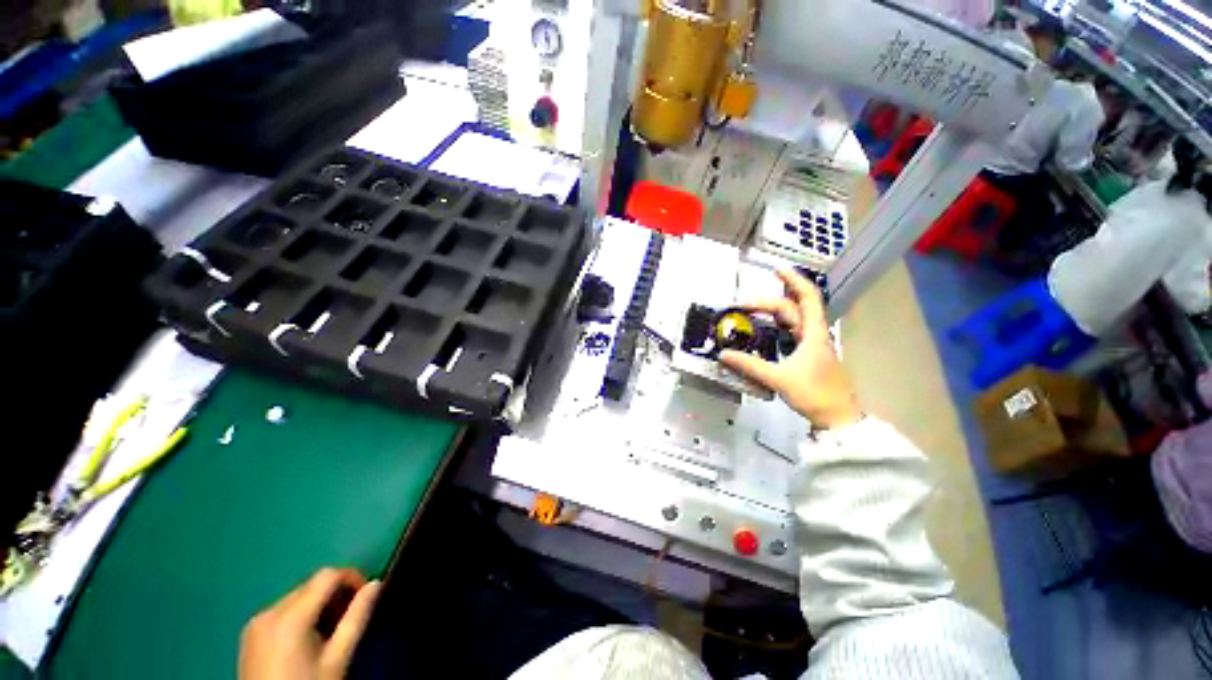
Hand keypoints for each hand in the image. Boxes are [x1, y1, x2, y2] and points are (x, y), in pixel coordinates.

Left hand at [239, 568, 380, 679]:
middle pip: (311, 586)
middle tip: (349, 619)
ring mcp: (255, 623)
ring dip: (318, 606)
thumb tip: (376, 584)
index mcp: (290, 616)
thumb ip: (356, 618)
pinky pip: (282, 611)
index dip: (352, 577)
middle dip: (335, 595)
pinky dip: (300, 616)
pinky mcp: (250, 634)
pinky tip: (307, 640)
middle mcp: (269, 612)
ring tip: (330, 632)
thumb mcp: (337, 658)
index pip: (327, 575)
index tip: (365, 596)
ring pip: (297, 598)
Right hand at [720, 269, 860, 429]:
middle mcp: (814, 335)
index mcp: (813, 334)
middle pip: (792, 309)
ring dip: (773, 312)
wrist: (838, 418)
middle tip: (741, 305)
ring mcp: (812, 346)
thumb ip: (749, 366)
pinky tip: (764, 331)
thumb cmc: (814, 394)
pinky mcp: (809, 356)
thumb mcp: (778, 378)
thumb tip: (723, 354)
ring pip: (793, 320)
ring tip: (751, 311)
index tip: (776, 270)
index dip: (793, 281)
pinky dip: (777, 327)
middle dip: (766, 303)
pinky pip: (791, 333)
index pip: (807, 298)